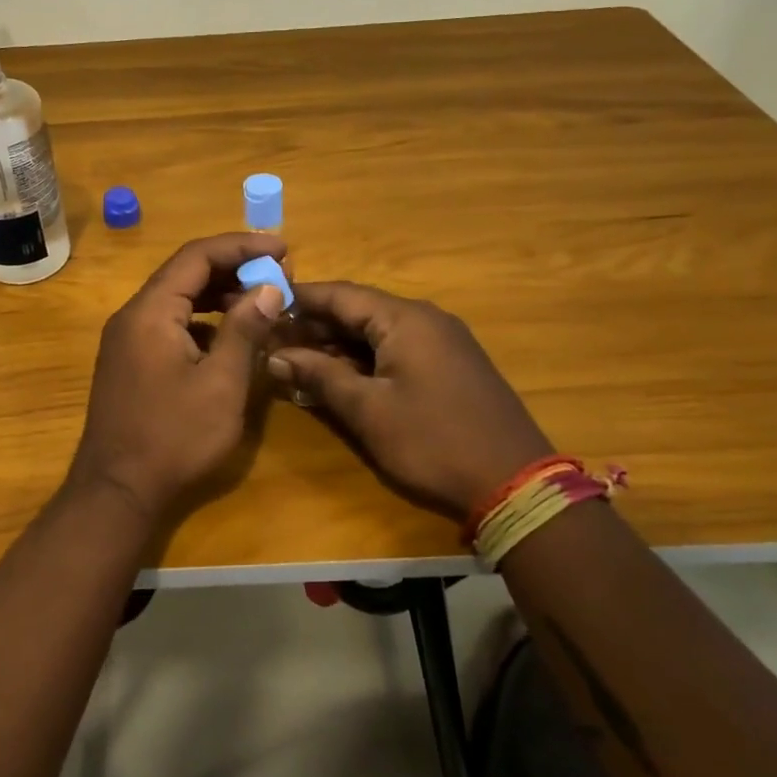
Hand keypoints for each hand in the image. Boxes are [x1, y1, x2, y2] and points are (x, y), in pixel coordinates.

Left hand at [65, 232, 288, 525]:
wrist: (117, 492)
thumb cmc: (174, 438)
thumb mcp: (221, 384)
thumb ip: (245, 330)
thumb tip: (268, 288)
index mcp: (151, 311)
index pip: (197, 256)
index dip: (241, 246)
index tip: (283, 248)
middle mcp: (133, 316)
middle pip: (185, 273)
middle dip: (233, 269)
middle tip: (278, 275)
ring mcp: (127, 340)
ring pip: (178, 300)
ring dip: (219, 295)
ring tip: (262, 302)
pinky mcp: (131, 362)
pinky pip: (170, 325)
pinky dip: (203, 322)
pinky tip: (231, 338)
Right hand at [268, 282, 553, 525]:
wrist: (514, 483)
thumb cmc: (433, 442)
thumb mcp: (368, 411)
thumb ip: (320, 376)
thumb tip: (275, 354)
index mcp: (405, 319)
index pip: (340, 294)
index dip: (300, 297)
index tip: (262, 302)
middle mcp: (425, 319)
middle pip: (359, 310)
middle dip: (315, 324)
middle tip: (272, 338)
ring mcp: (442, 342)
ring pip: (377, 332)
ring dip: (338, 344)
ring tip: (296, 359)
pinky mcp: (450, 366)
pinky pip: (397, 349)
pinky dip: (365, 359)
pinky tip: (339, 376)